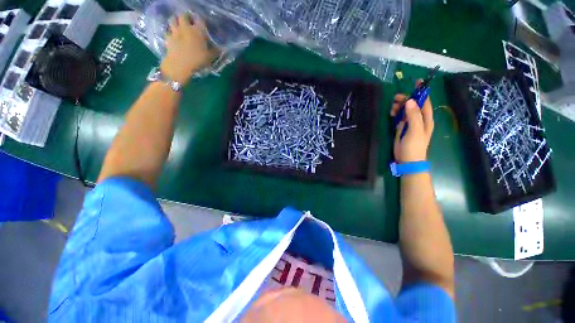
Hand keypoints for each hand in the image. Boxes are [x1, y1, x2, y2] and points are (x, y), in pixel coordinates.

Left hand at [160, 14, 217, 84]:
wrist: (180, 65)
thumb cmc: (197, 60)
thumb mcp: (210, 57)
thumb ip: (216, 51)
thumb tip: (223, 48)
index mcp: (198, 30)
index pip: (199, 19)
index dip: (201, 20)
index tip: (202, 23)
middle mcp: (186, 27)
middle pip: (184, 15)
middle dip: (186, 17)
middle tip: (189, 21)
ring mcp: (175, 31)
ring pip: (173, 19)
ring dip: (176, 20)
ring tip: (179, 25)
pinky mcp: (168, 37)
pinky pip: (168, 30)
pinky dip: (170, 31)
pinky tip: (172, 35)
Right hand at [390, 83, 433, 162]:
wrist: (407, 160)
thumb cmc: (414, 146)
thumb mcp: (415, 130)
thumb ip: (413, 116)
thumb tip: (410, 101)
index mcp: (426, 119)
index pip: (425, 102)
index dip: (422, 92)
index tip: (417, 82)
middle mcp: (419, 119)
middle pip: (413, 105)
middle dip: (406, 99)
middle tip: (396, 98)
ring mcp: (410, 124)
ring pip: (405, 110)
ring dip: (399, 107)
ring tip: (392, 108)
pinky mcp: (402, 128)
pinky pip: (400, 117)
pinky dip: (396, 114)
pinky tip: (392, 114)